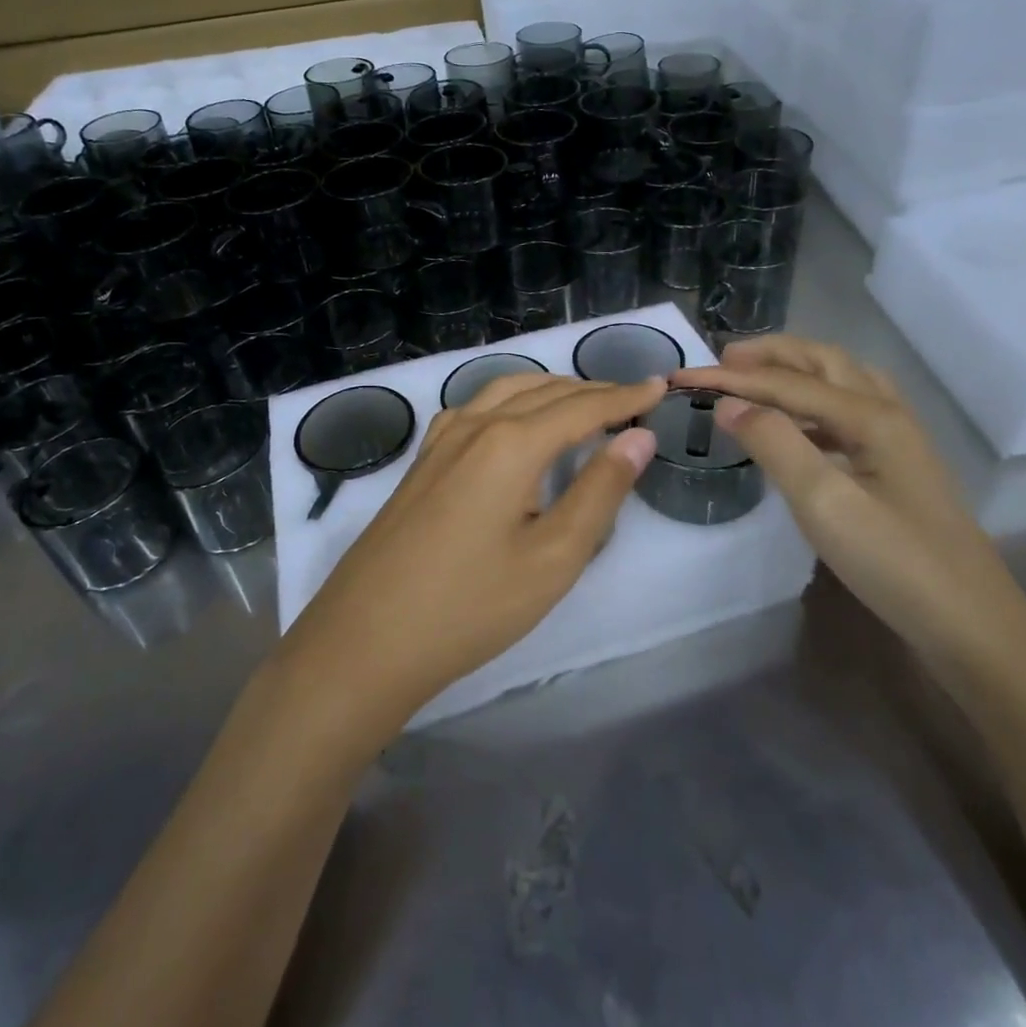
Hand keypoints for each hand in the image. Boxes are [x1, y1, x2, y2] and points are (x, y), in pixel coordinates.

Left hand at [284, 373, 665, 728]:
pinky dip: (510, 399)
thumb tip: (638, 437)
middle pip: (544, 391)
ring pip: (506, 391)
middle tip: (632, 398)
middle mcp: (475, 425)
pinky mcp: (422, 460)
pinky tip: (513, 420)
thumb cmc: (470, 607)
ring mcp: (441, 440)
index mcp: (511, 444)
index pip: (581, 407)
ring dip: (550, 389)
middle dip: (592, 390)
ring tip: (583, 402)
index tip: (660, 386)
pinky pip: (475, 408)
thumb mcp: (552, 559)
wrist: (365, 640)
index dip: (625, 396)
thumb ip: (600, 492)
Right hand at [671, 337, 1025, 677]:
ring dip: (795, 372)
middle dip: (771, 353)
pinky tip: (796, 428)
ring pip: (841, 382)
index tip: (682, 377)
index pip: (787, 382)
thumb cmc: (895, 563)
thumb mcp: (825, 503)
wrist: (972, 627)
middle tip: (723, 360)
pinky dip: (812, 404)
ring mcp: (898, 441)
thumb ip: (775, 444)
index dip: (732, 377)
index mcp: (871, 416)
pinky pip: (848, 413)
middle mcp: (888, 414)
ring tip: (754, 380)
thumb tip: (730, 403)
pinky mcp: (898, 468)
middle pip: (824, 361)